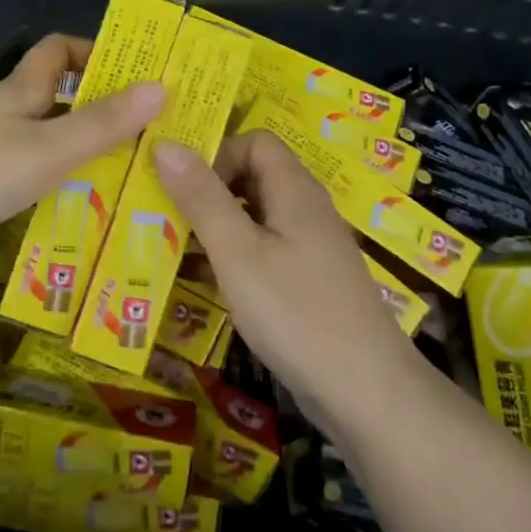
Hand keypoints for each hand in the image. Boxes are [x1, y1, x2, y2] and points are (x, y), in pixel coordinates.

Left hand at [0, 34, 162, 277]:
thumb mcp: (49, 146)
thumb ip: (104, 123)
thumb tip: (162, 86)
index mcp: (18, 92)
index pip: (56, 52)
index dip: (93, 52)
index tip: (135, 73)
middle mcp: (6, 118)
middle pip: (59, 104)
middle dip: (103, 115)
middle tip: (155, 138)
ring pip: (49, 149)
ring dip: (86, 161)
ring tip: (138, 181)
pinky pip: (33, 187)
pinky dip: (61, 196)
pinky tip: (92, 217)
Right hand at [154, 130, 423, 423]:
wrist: (365, 390)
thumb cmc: (295, 312)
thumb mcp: (237, 252)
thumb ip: (201, 197)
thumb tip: (165, 142)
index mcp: (294, 190)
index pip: (255, 142)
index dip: (218, 154)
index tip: (182, 186)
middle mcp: (306, 210)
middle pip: (253, 177)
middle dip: (208, 190)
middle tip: (166, 215)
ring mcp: (310, 248)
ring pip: (255, 218)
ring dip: (214, 226)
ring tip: (172, 247)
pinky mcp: (308, 282)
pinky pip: (263, 251)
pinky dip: (231, 257)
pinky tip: (201, 282)